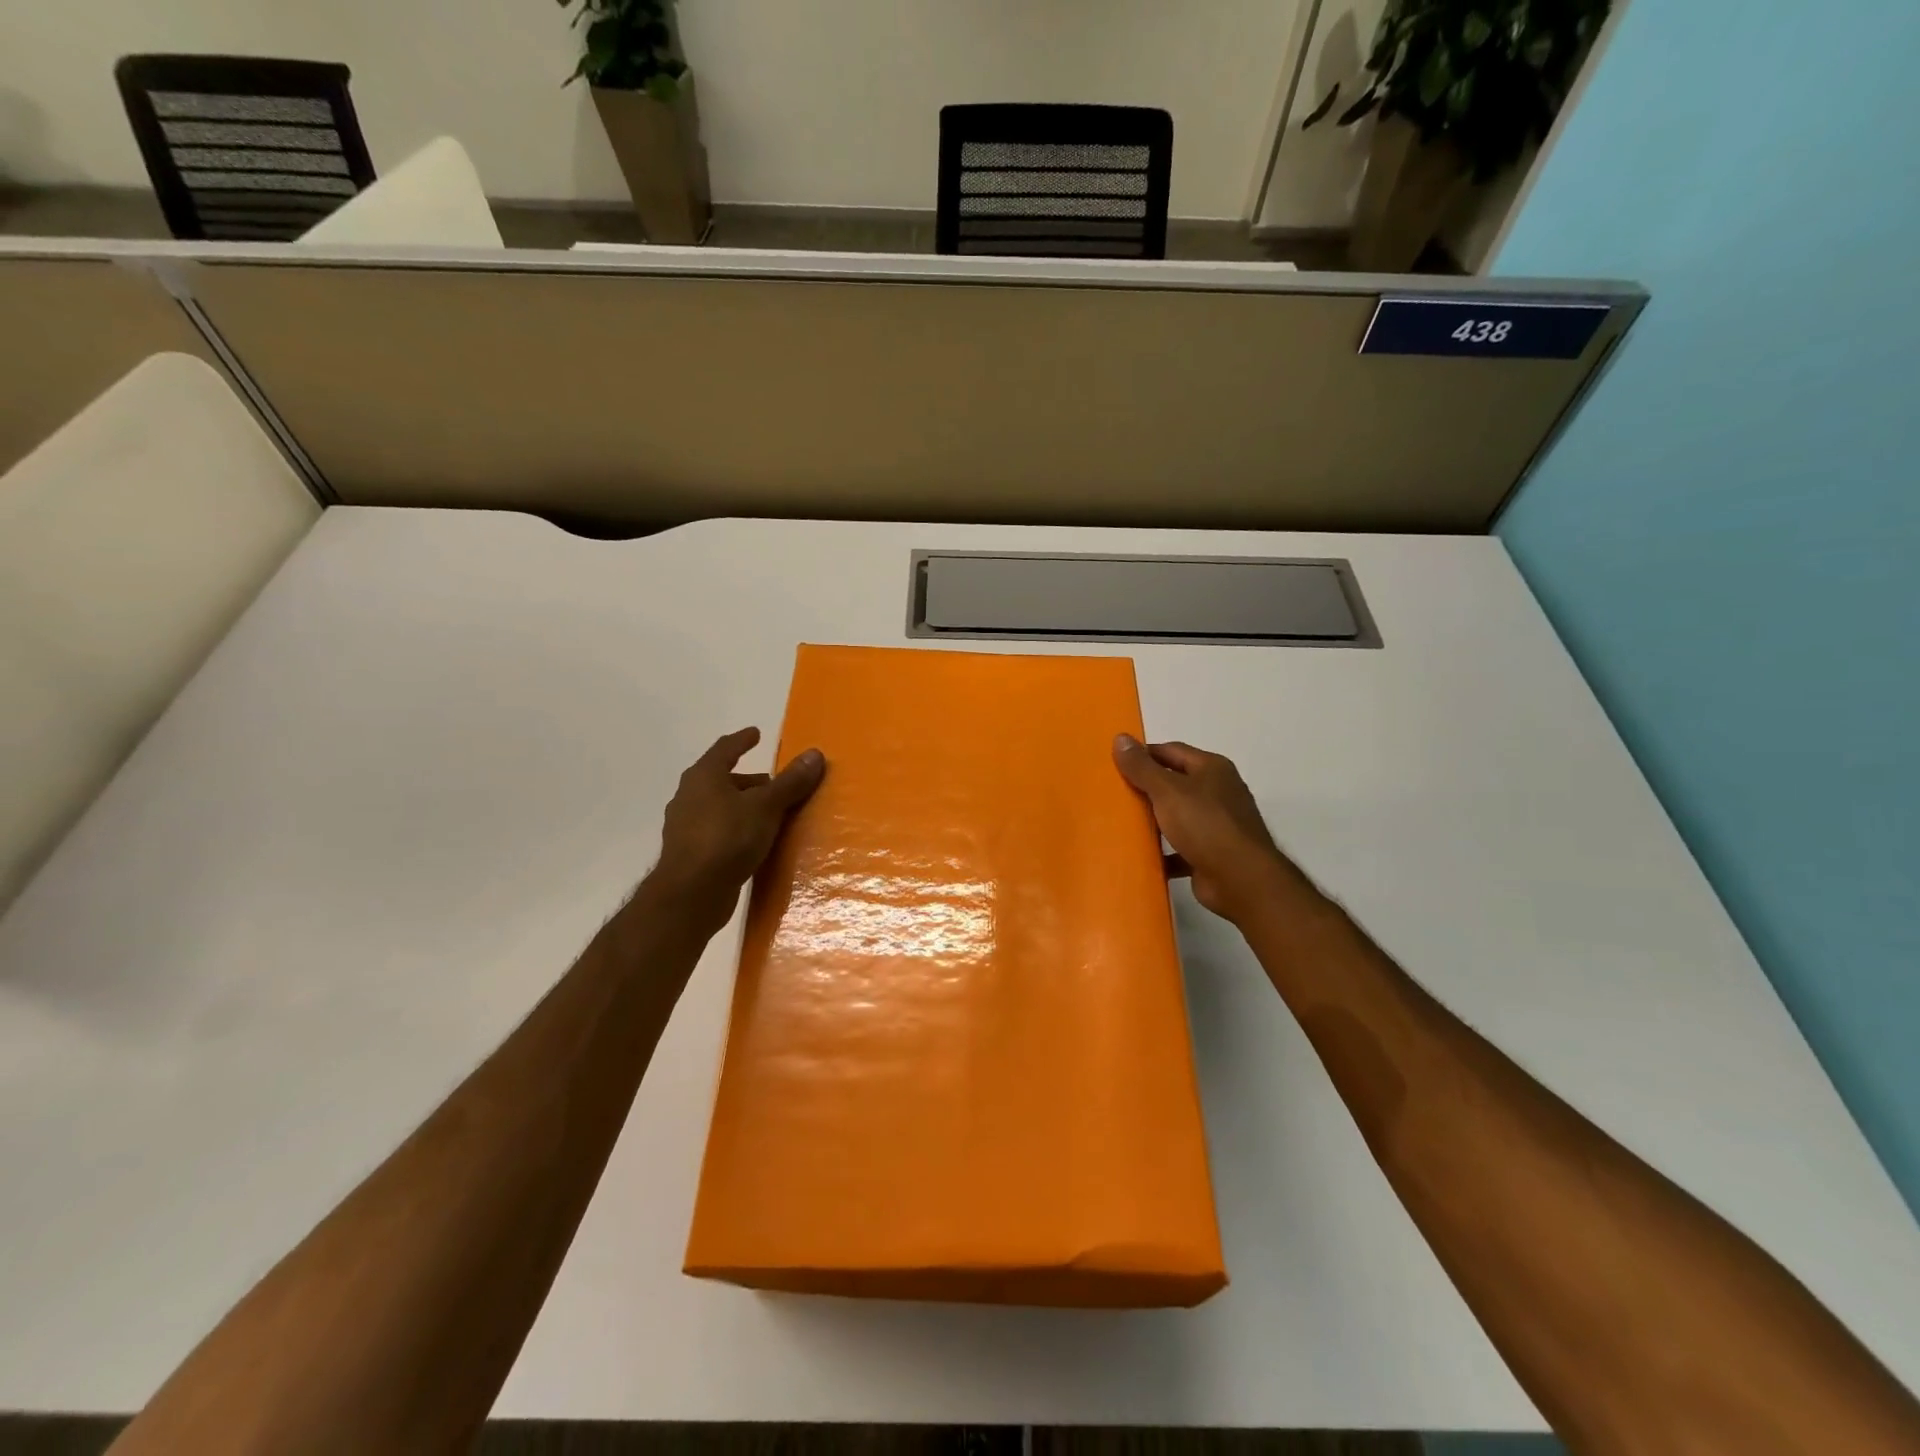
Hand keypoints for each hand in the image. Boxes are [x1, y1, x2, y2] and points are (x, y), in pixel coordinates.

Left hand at [650, 727, 825, 930]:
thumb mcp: (766, 806)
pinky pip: (719, 831)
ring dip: (743, 807)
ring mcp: (686, 827)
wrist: (691, 893)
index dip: (742, 740)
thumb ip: (790, 782)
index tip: (756, 734)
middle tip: (775, 785)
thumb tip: (815, 754)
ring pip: (720, 807)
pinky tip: (755, 842)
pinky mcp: (691, 854)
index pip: (725, 749)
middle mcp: (689, 796)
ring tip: (770, 815)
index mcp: (704, 776)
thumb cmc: (727, 838)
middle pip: (722, 779)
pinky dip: (737, 829)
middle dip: (749, 780)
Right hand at [1113, 734, 1304, 923]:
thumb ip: (1142, 767)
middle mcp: (1218, 792)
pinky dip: (1163, 852)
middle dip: (1145, 789)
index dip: (1142, 755)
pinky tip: (1141, 856)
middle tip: (1113, 794)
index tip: (1114, 765)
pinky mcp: (1211, 854)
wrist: (1240, 880)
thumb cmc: (1205, 824)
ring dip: (1153, 821)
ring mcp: (1217, 824)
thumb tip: (1120, 737)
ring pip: (1177, 816)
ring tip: (1120, 824)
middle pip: (1174, 783)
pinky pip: (1180, 848)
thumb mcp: (1167, 790)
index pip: (1170, 751)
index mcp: (1211, 768)